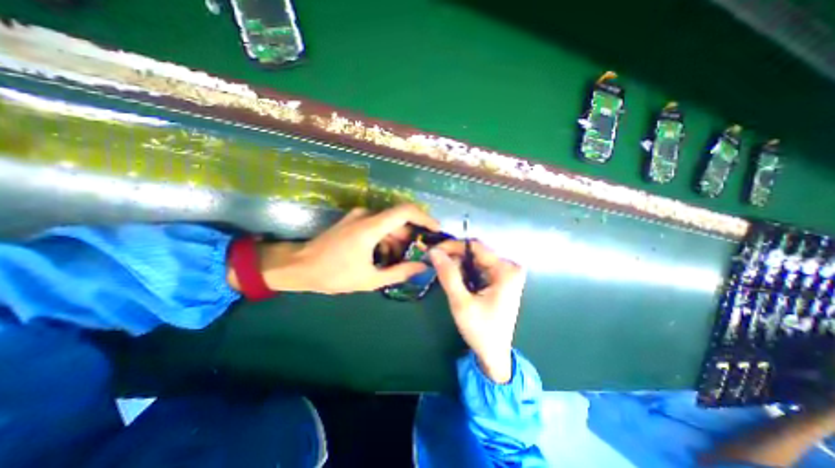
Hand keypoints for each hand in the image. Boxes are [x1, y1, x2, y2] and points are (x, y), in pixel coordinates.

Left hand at [258, 203, 438, 293]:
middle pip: (398, 219)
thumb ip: (399, 272)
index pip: (405, 211)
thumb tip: (422, 267)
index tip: (436, 230)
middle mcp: (366, 216)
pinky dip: (386, 239)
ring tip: (400, 260)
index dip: (424, 217)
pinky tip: (384, 256)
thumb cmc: (333, 274)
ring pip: (388, 224)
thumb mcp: (369, 279)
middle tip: (418, 254)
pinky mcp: (353, 221)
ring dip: (397, 240)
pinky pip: (377, 226)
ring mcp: (358, 216)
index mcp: (370, 227)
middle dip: (411, 236)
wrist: (298, 266)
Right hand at [426, 240, 522, 381]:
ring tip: (443, 273)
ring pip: (475, 260)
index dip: (452, 246)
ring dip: (457, 264)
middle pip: (475, 252)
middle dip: (454, 256)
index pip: (475, 247)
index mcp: (506, 271)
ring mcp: (505, 273)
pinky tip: (455, 280)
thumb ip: (448, 275)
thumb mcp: (461, 302)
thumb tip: (434, 251)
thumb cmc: (480, 330)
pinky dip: (464, 271)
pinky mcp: (499, 280)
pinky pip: (478, 268)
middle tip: (434, 263)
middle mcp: (509, 267)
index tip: (433, 250)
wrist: (494, 354)